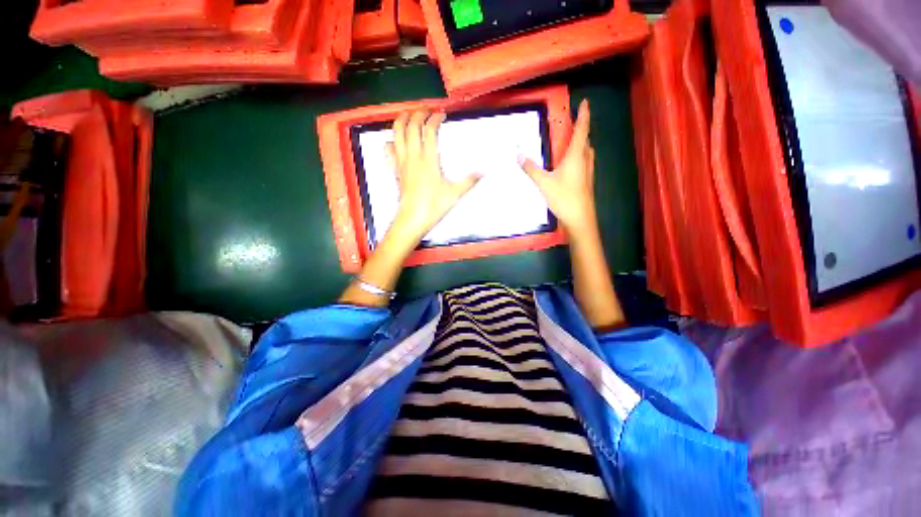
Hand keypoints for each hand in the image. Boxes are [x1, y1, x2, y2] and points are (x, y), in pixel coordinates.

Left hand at [386, 110, 480, 245]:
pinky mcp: (395, 170)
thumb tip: (483, 172)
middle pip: (411, 125)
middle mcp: (412, 156)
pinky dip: (391, 140)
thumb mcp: (455, 194)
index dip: (435, 119)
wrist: (412, 219)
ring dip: (402, 120)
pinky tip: (395, 140)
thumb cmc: (433, 206)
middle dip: (418, 113)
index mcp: (428, 159)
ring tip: (409, 116)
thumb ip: (469, 181)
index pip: (429, 130)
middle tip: (426, 111)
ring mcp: (401, 162)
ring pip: (396, 133)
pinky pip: (389, 149)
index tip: (442, 115)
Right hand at [519, 99, 596, 238]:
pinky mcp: (587, 182)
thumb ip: (531, 168)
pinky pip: (585, 163)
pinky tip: (571, 166)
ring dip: (581, 144)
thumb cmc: (564, 198)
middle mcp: (585, 161)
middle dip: (581, 130)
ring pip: (586, 152)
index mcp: (575, 156)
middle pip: (585, 140)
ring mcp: (588, 172)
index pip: (582, 130)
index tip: (585, 102)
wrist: (580, 219)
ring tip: (571, 143)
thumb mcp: (543, 183)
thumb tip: (518, 154)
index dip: (583, 115)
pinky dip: (579, 157)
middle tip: (574, 125)